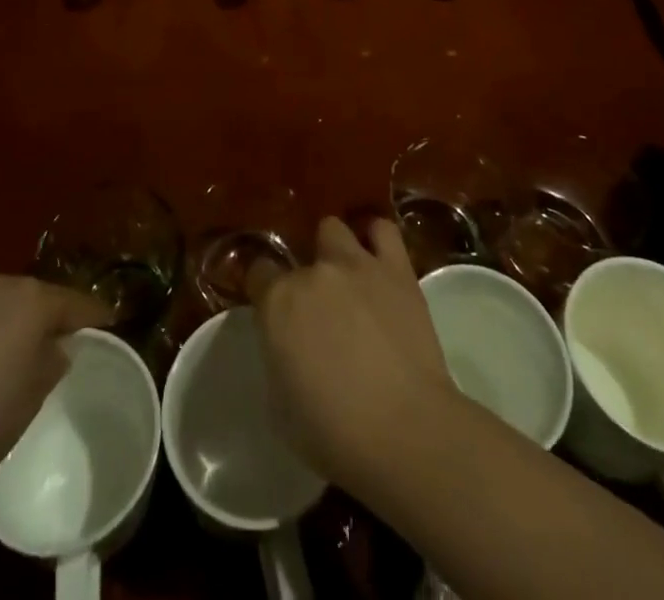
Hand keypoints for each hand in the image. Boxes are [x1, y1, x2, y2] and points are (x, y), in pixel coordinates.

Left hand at [0, 270, 108, 502]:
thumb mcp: (29, 401)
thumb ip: (50, 365)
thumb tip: (54, 350)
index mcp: (32, 299)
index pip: (75, 303)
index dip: (95, 314)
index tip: (112, 320)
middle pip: (33, 296)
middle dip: (45, 316)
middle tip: (54, 342)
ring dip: (7, 320)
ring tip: (7, 352)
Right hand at [247, 216, 455, 490]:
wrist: (405, 431)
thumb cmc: (333, 434)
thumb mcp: (280, 405)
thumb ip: (278, 356)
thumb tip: (287, 344)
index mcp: (278, 303)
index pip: (258, 273)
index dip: (263, 290)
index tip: (271, 310)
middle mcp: (313, 272)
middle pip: (300, 252)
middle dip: (305, 274)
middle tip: (318, 306)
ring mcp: (356, 264)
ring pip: (334, 229)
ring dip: (335, 250)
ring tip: (347, 278)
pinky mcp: (396, 268)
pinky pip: (382, 231)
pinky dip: (375, 238)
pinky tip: (377, 260)